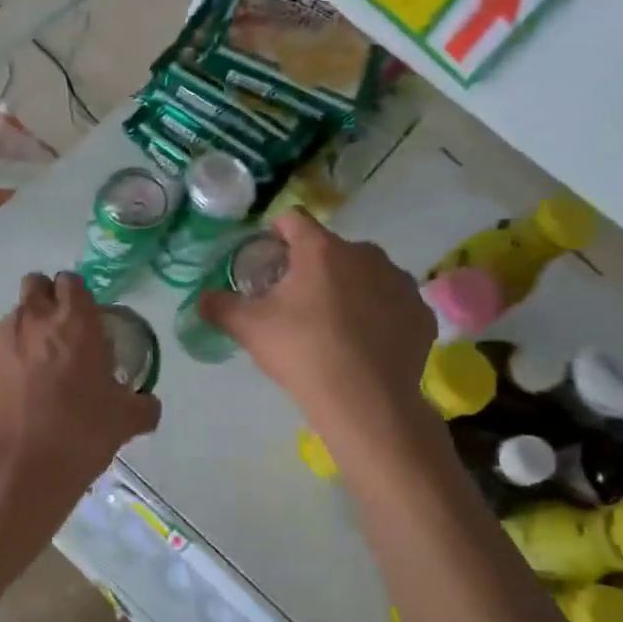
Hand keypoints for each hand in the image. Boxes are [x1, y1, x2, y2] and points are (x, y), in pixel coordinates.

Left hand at [0, 272, 161, 576]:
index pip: (72, 282)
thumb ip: (141, 405)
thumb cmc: (77, 437)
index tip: (80, 321)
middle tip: (53, 339)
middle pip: (35, 286)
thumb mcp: (123, 422)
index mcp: (74, 321)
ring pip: (7, 323)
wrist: (12, 472)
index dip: (76, 298)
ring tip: (24, 382)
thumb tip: (147, 404)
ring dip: (18, 340)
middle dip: (43, 302)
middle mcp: (30, 317)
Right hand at [200, 211, 437, 439]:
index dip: (276, 232)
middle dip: (314, 266)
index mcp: (321, 249)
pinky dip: (379, 314)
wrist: (367, 402)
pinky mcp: (421, 311)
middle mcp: (365, 253)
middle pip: (331, 249)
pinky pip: (392, 302)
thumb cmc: (303, 353)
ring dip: (350, 287)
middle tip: (297, 300)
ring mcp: (399, 281)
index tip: (268, 256)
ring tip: (336, 324)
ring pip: (366, 273)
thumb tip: (201, 299)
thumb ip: (220, 307)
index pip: (293, 219)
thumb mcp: (249, 329)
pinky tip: (367, 342)